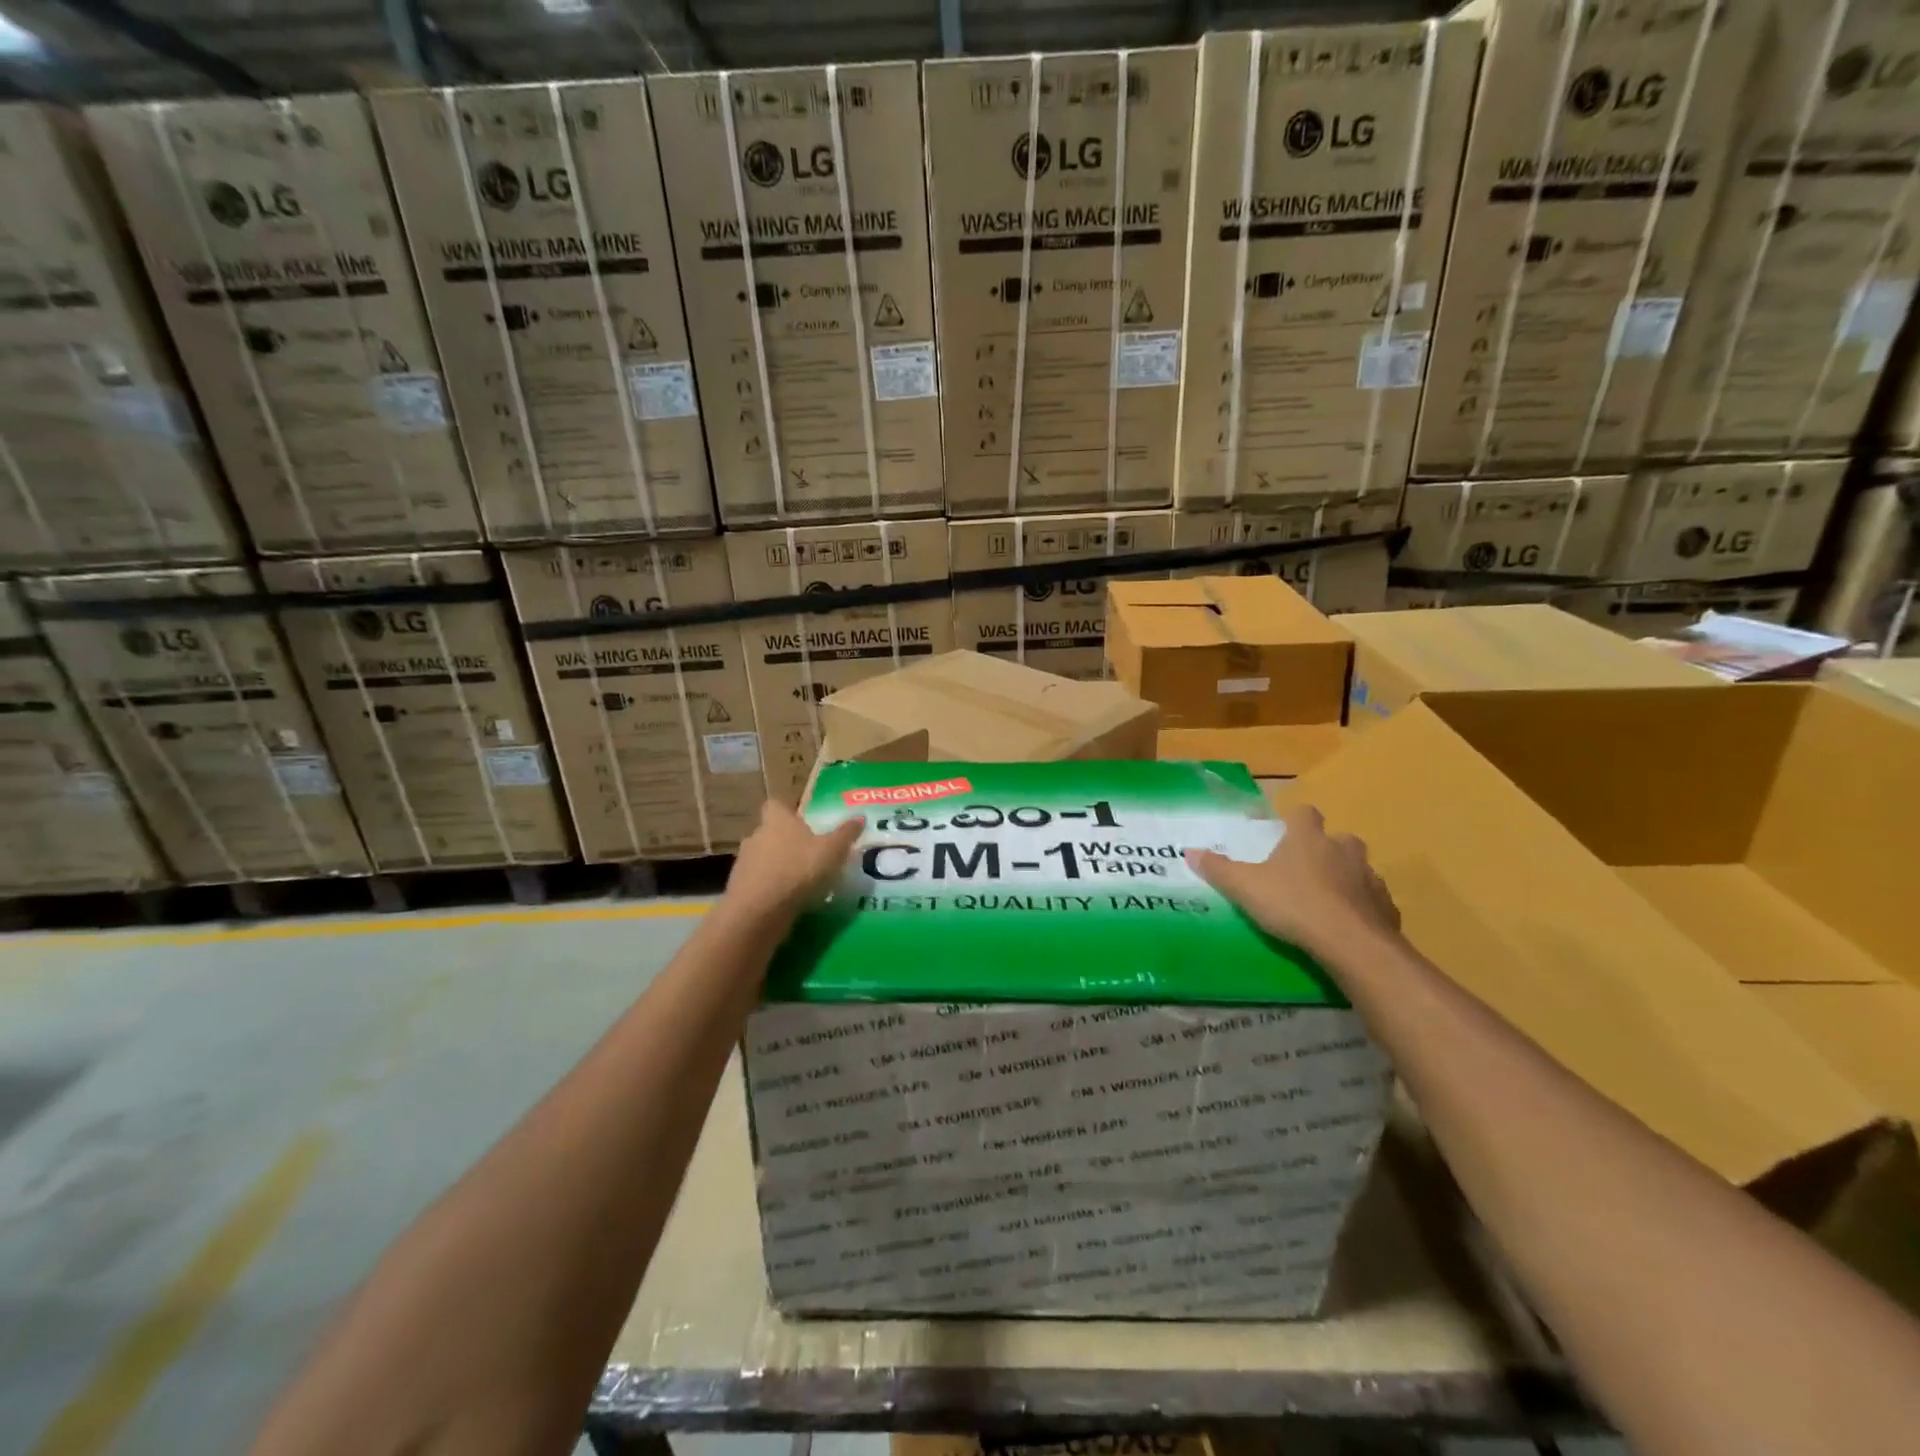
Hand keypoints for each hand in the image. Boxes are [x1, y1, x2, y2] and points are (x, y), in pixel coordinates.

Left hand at [725, 800, 864, 922]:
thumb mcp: (832, 850)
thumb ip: (846, 833)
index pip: (777, 804)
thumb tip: (860, 817)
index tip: (804, 822)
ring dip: (778, 867)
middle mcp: (756, 835)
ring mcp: (744, 863)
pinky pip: (758, 883)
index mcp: (777, 819)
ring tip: (801, 881)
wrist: (759, 911)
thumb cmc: (798, 869)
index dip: (789, 811)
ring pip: (763, 858)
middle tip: (809, 854)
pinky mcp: (739, 889)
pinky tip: (788, 901)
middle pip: (771, 832)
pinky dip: (770, 889)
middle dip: (786, 841)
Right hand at [1187, 804, 1400, 962]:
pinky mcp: (1387, 907)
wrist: (1352, 944)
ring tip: (1324, 901)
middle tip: (1303, 870)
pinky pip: (1372, 900)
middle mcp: (1343, 849)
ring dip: (1344, 878)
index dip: (1295, 820)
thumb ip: (1218, 869)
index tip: (1283, 834)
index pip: (1305, 813)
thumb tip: (1189, 851)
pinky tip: (1345, 925)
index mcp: (1308, 838)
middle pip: (1337, 839)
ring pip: (1357, 869)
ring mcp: (1370, 877)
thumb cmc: (1294, 904)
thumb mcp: (1245, 887)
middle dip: (1324, 849)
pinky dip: (1360, 908)